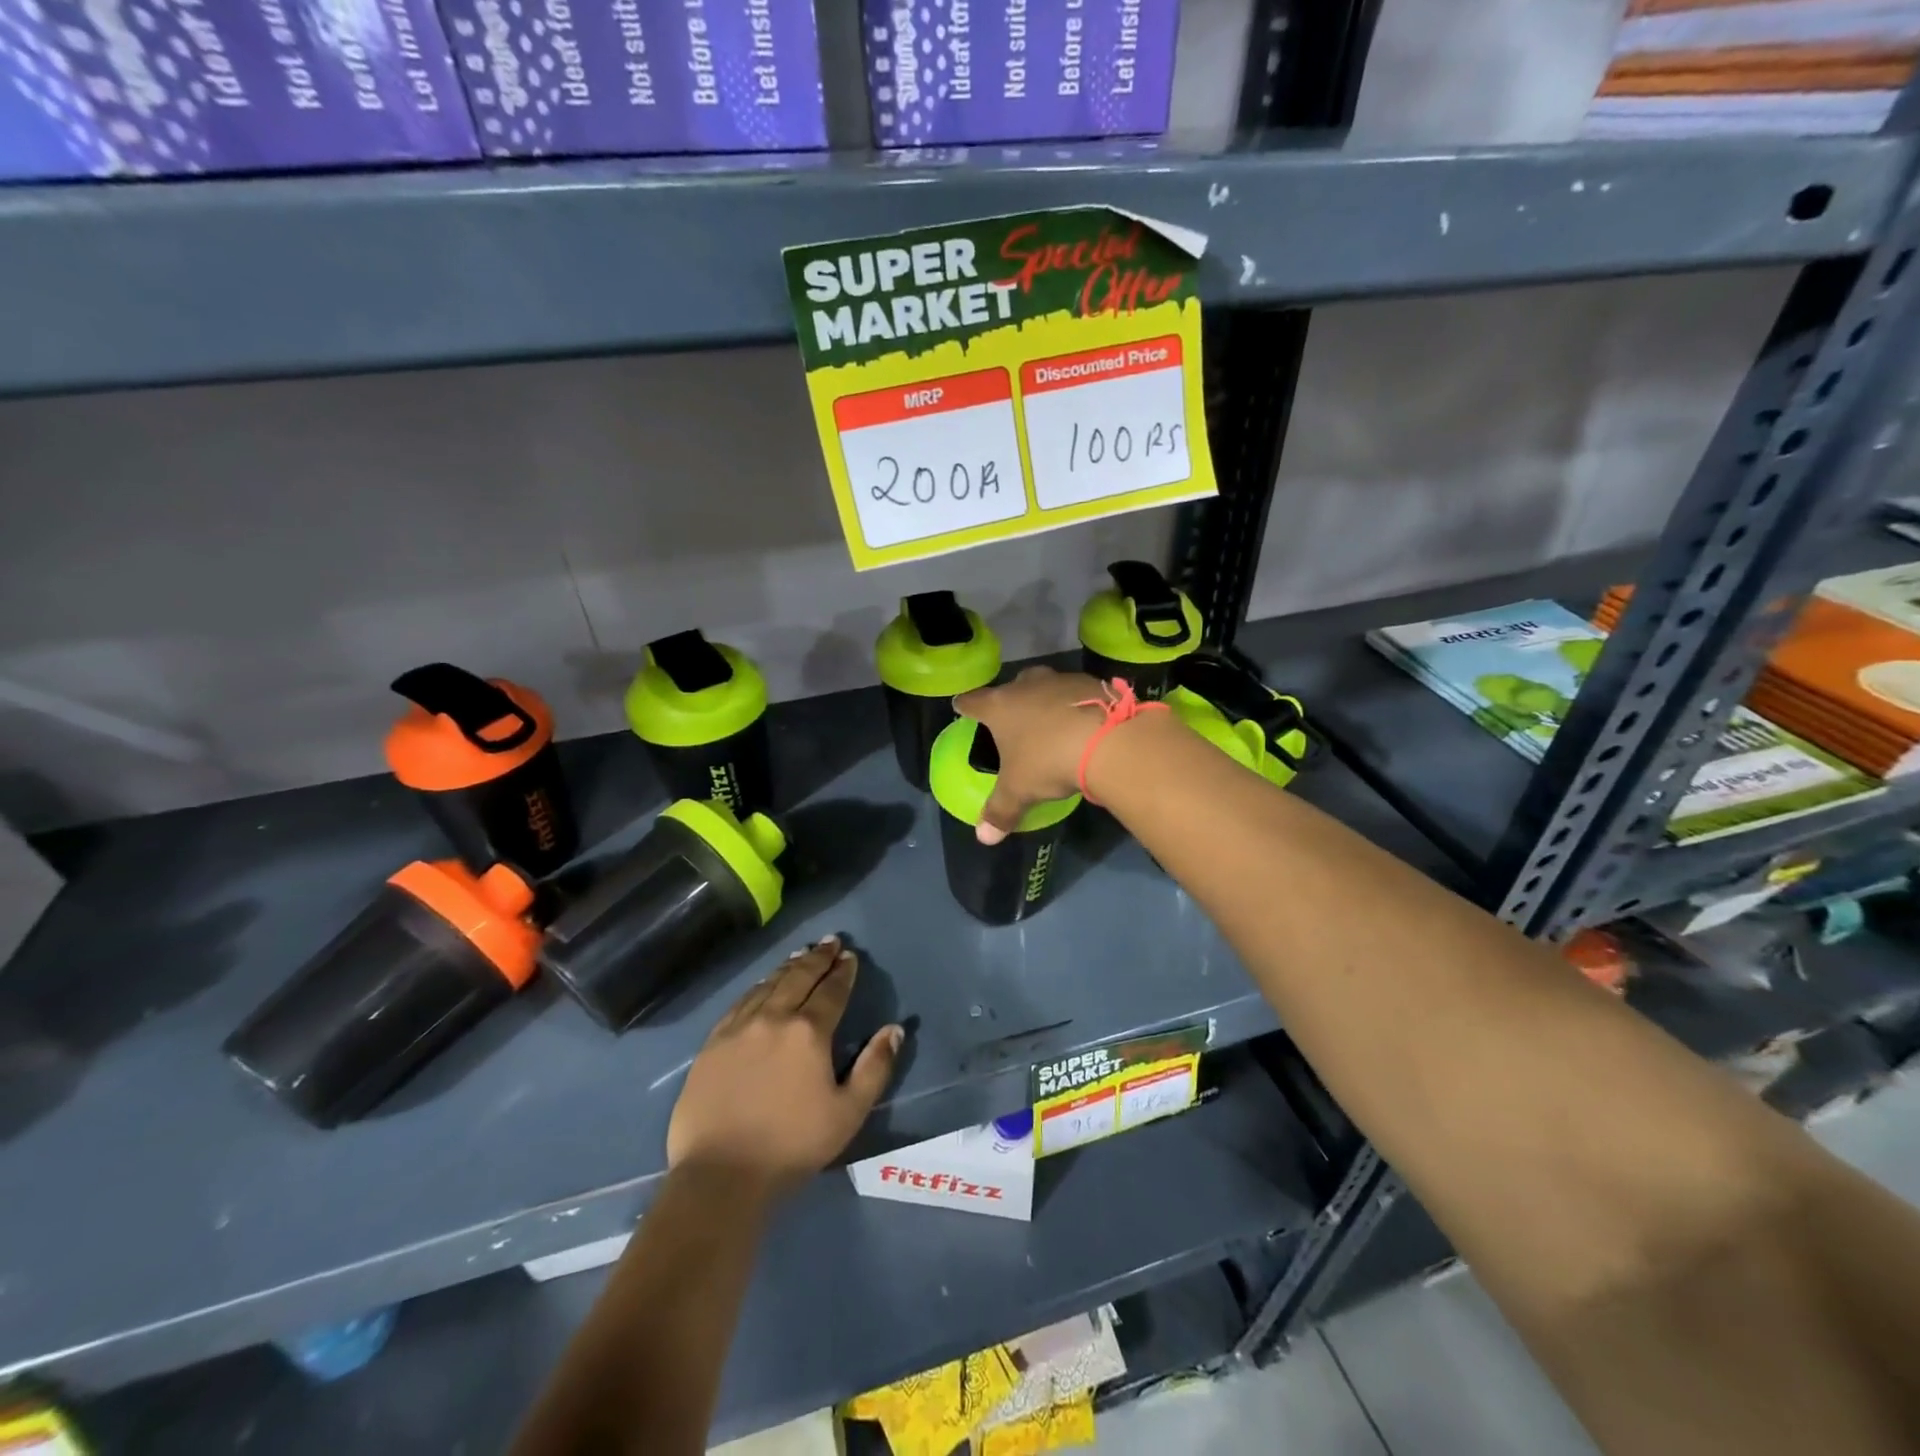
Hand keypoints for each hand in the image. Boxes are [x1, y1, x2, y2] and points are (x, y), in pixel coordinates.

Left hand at [667, 937, 902, 1196]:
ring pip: (768, 985)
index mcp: (809, 1032)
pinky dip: (757, 987)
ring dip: (788, 967)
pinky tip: (762, 984)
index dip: (843, 972)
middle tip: (830, 942)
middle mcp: (773, 1018)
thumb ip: (875, 1068)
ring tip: (801, 955)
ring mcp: (738, 1028)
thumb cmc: (792, 1146)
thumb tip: (894, 1029)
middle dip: (818, 958)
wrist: (720, 1175)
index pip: (831, 991)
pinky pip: (740, 1002)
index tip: (850, 956)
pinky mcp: (713, 1043)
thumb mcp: (848, 1113)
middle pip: (799, 977)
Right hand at [954, 667, 1105, 843]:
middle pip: (1011, 688)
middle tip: (1012, 719)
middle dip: (1010, 700)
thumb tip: (983, 838)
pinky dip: (1075, 706)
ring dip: (1045, 702)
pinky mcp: (1092, 683)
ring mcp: (1061, 680)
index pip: (973, 701)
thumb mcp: (1020, 791)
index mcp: (1000, 706)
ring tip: (1050, 723)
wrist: (1109, 740)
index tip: (961, 707)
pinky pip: (1076, 693)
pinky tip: (1082, 725)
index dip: (965, 706)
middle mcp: (1026, 685)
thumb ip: (1000, 811)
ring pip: (1045, 686)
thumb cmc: (1049, 761)